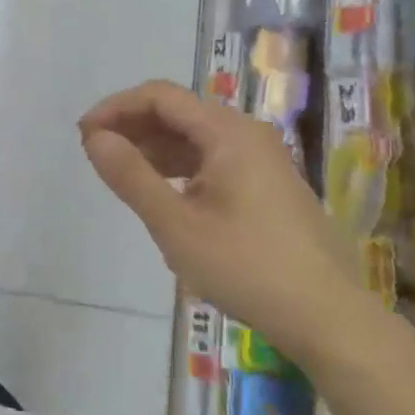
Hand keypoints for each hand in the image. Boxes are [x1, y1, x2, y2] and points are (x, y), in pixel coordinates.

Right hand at [80, 80, 384, 371]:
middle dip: (133, 126)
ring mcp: (261, 158)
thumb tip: (95, 138)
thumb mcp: (176, 226)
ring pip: (195, 137)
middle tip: (96, 154)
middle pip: (178, 112)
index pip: (160, 97)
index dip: (116, 108)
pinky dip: (179, 166)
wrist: (330, 318)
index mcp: (228, 132)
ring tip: (120, 172)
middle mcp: (246, 133)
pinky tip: (161, 191)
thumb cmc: (248, 267)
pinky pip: (212, 158)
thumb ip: (131, 177)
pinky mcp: (267, 184)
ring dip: (154, 147)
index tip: (84, 135)